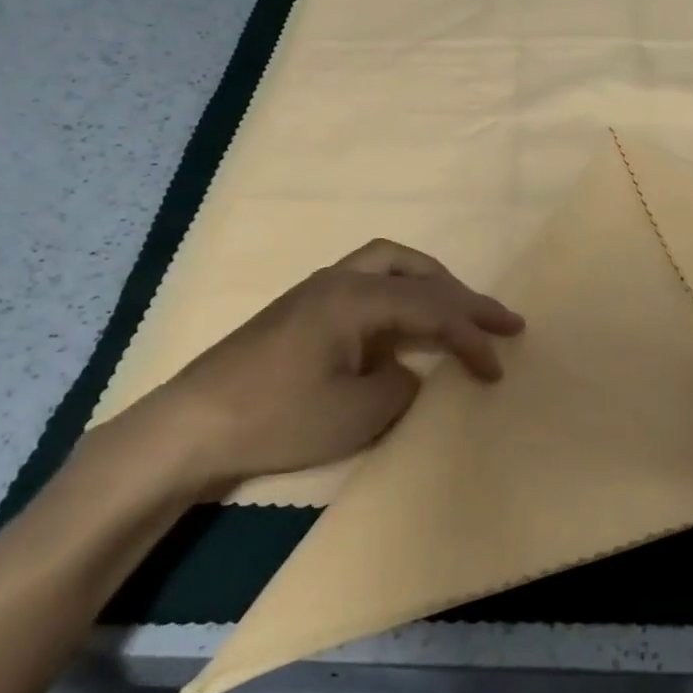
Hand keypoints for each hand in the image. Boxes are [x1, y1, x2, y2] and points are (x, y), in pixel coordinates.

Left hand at [112, 239, 523, 498]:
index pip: (433, 309)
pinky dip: (401, 293)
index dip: (472, 338)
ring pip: (390, 265)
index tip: (498, 368)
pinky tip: (402, 322)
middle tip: (501, 319)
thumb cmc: (277, 419)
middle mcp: (340, 280)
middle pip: (417, 271)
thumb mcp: (358, 413)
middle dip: (463, 295)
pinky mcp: (302, 309)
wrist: (191, 427)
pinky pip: (368, 282)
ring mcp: (316, 290)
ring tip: (457, 307)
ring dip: (431, 283)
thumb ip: (402, 383)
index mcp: (356, 299)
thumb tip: (408, 368)